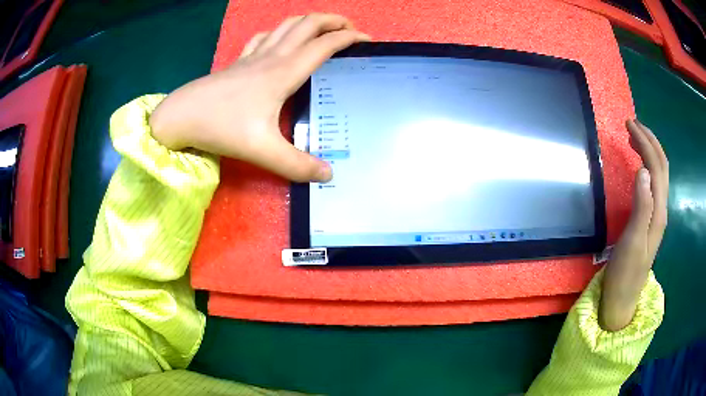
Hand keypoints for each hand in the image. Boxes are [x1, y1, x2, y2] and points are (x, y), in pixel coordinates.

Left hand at [149, 14, 369, 181]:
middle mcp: (272, 57)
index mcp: (283, 73)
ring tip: (323, 29)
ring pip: (287, 25)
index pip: (324, 45)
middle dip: (334, 20)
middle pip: (308, 24)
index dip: (349, 39)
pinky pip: (264, 37)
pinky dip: (280, 32)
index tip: (368, 41)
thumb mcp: (262, 150)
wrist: (181, 116)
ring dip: (309, 21)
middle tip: (351, 29)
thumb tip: (328, 174)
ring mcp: (253, 56)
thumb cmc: (221, 127)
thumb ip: (297, 165)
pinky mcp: (238, 62)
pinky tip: (280, 40)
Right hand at [599, 119, 668, 330]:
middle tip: (632, 124)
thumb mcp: (633, 242)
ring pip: (659, 174)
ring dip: (650, 151)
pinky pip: (654, 184)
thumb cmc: (625, 273)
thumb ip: (642, 207)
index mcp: (659, 211)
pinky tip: (639, 165)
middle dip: (649, 140)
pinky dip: (648, 166)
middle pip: (661, 166)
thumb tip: (642, 170)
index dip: (645, 142)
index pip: (656, 166)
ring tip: (635, 137)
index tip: (629, 124)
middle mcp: (661, 209)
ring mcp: (657, 214)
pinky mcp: (651, 219)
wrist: (623, 299)